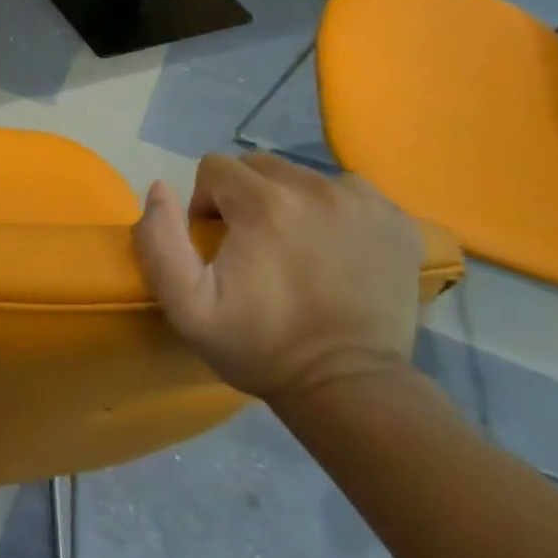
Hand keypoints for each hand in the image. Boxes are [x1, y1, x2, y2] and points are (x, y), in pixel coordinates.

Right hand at [133, 152, 423, 405]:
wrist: (350, 390)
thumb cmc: (262, 347)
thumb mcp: (188, 307)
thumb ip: (160, 241)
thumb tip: (160, 188)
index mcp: (265, 203)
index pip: (215, 168)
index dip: (206, 202)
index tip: (218, 244)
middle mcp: (317, 188)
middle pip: (260, 167)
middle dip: (246, 198)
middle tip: (254, 248)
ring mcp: (364, 202)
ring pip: (303, 177)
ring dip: (289, 203)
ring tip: (295, 250)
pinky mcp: (397, 220)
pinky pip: (348, 193)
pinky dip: (334, 212)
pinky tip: (333, 251)